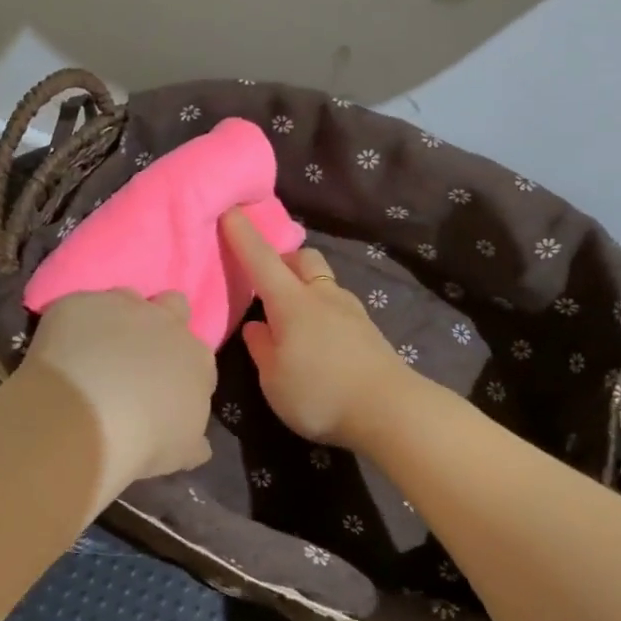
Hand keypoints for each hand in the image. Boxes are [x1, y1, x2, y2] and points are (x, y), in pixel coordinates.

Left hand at [22, 289, 215, 496]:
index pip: (199, 356)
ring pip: (127, 297)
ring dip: (118, 317)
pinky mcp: (80, 303)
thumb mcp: (181, 452)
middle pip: (175, 305)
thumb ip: (193, 441)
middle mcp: (167, 323)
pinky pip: (80, 308)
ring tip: (96, 349)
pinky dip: (74, 325)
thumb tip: (199, 445)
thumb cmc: (146, 440)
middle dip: (162, 320)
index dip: (181, 369)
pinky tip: (61, 352)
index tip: (165, 388)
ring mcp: (123, 306)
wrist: (88, 418)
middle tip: (139, 352)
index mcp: (197, 359)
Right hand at [221, 209, 413, 447]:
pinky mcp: (368, 329)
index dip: (243, 235)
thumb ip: (261, 348)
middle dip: (283, 259)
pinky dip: (323, 310)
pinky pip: (338, 305)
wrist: (389, 409)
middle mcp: (322, 296)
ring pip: (324, 281)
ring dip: (306, 287)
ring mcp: (351, 310)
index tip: (230, 211)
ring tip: (293, 318)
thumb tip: (256, 325)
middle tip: (267, 280)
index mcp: (291, 302)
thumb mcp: (274, 379)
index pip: (262, 259)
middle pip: (303, 258)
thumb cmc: (319, 393)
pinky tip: (319, 339)